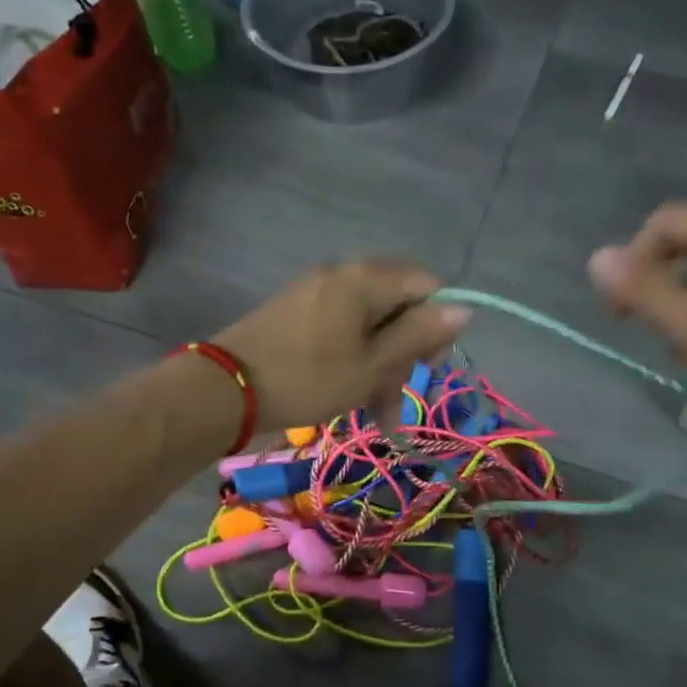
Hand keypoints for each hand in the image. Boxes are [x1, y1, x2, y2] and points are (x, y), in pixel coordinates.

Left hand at [213, 262, 469, 431]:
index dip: (435, 323)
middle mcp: (342, 274)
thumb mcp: (372, 365)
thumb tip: (463, 309)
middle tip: (393, 396)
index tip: (425, 364)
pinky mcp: (296, 311)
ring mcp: (315, 291)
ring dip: (379, 365)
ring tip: (375, 413)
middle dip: (404, 352)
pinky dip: (353, 359)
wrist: (224, 389)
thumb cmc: (307, 378)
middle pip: (397, 304)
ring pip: (369, 323)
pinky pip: (341, 328)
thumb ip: (418, 336)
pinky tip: (349, 394)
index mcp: (364, 279)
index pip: (426, 284)